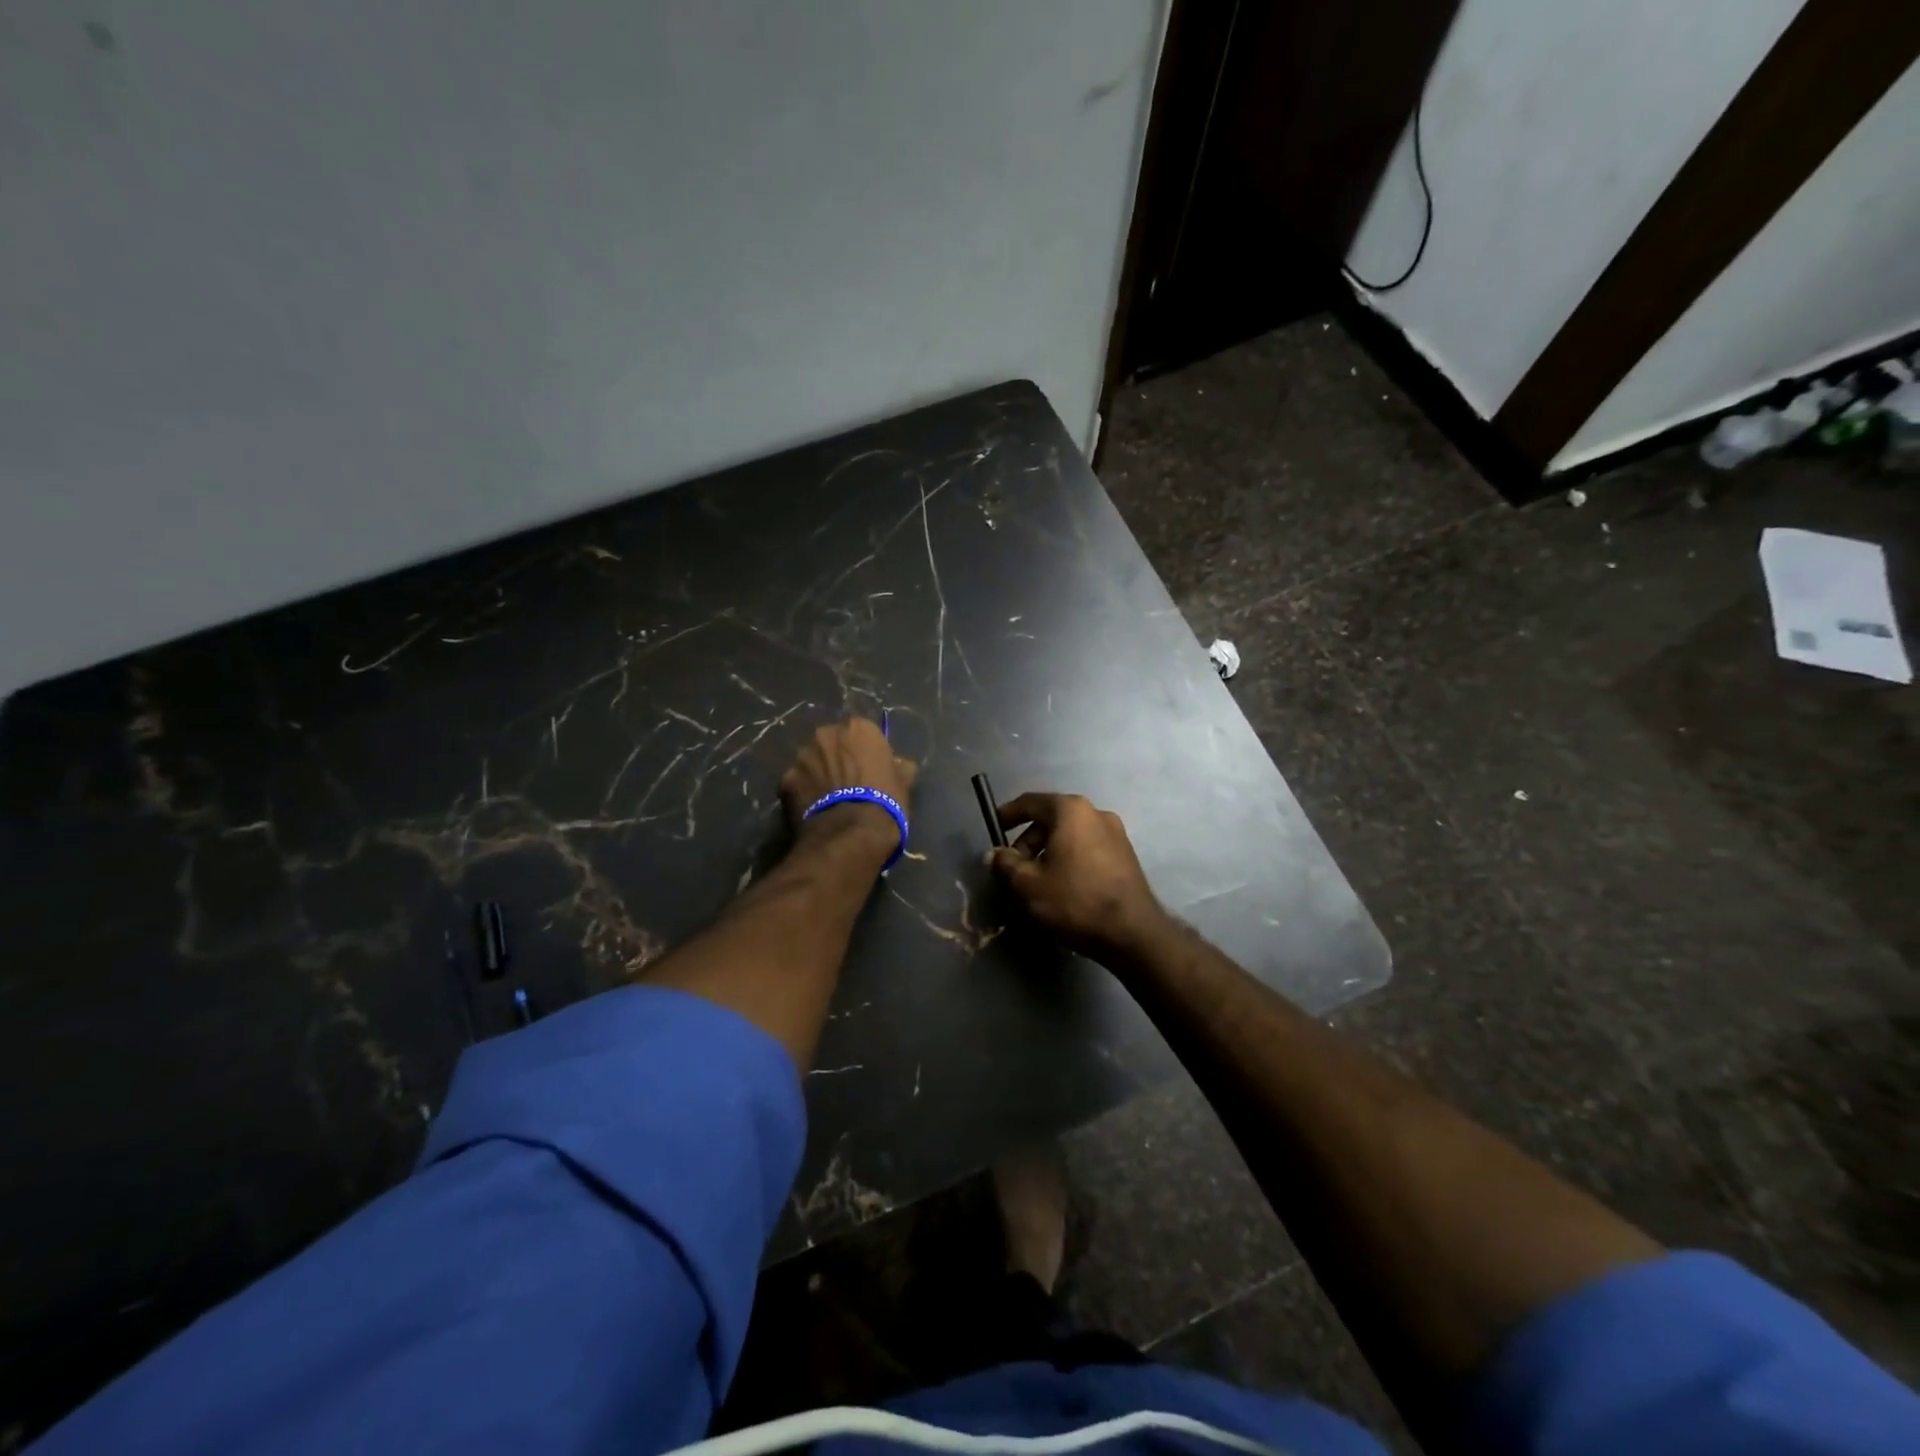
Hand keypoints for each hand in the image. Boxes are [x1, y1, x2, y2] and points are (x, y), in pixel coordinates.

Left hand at [780, 717, 917, 852]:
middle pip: (832, 743)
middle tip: (846, 782)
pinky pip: (796, 783)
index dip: (865, 752)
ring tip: (827, 798)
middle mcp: (826, 734)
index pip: (862, 733)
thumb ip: (900, 767)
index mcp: (858, 728)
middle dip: (837, 758)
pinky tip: (813, 809)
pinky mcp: (784, 780)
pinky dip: (803, 792)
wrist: (850, 833)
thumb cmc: (884, 803)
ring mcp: (802, 756)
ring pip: (811, 761)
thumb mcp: (903, 784)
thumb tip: (901, 764)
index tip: (869, 770)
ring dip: (817, 773)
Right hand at [989, 792, 1169, 961]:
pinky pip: (1087, 847)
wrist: (1132, 932)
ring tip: (1037, 879)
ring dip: (1049, 850)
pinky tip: (1063, 884)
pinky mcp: (1126, 854)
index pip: (1031, 802)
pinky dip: (1070, 857)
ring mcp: (1115, 832)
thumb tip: (995, 853)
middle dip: (1028, 839)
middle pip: (1051, 818)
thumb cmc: (1075, 900)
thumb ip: (1005, 864)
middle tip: (1014, 866)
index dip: (1008, 813)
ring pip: (1070, 834)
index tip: (994, 827)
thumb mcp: (1028, 884)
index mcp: (1070, 810)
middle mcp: (1095, 812)